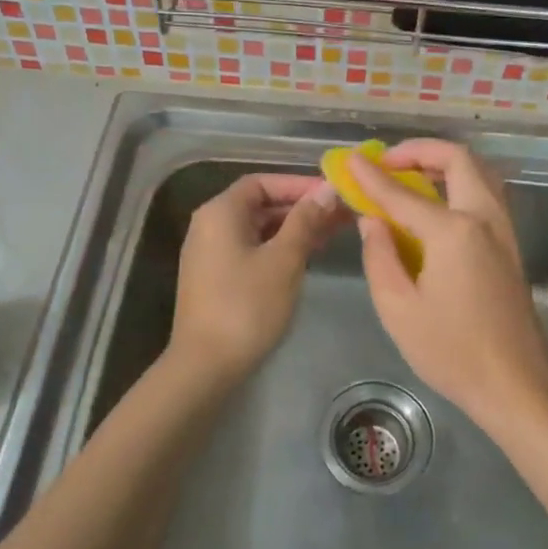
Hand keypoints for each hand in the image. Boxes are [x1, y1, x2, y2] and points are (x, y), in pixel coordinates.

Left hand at [166, 173, 341, 389]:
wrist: (205, 366)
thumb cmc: (247, 306)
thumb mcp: (284, 260)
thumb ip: (306, 221)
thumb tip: (328, 189)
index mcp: (220, 212)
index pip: (263, 182)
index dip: (299, 184)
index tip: (333, 194)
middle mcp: (210, 225)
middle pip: (261, 204)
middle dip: (301, 207)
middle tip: (342, 214)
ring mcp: (211, 253)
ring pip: (259, 228)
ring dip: (294, 228)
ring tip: (333, 233)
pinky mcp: (216, 278)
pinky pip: (252, 249)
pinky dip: (279, 247)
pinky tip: (308, 256)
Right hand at [347, 142, 547, 439]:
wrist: (515, 383)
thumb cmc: (451, 351)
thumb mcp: (398, 309)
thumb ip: (379, 256)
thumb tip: (372, 220)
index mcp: (454, 231)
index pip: (403, 193)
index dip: (373, 176)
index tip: (351, 161)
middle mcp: (484, 218)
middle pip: (459, 159)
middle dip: (420, 151)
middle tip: (388, 163)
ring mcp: (503, 230)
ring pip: (479, 172)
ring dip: (445, 163)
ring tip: (410, 176)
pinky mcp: (510, 245)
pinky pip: (486, 194)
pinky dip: (460, 182)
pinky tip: (436, 204)